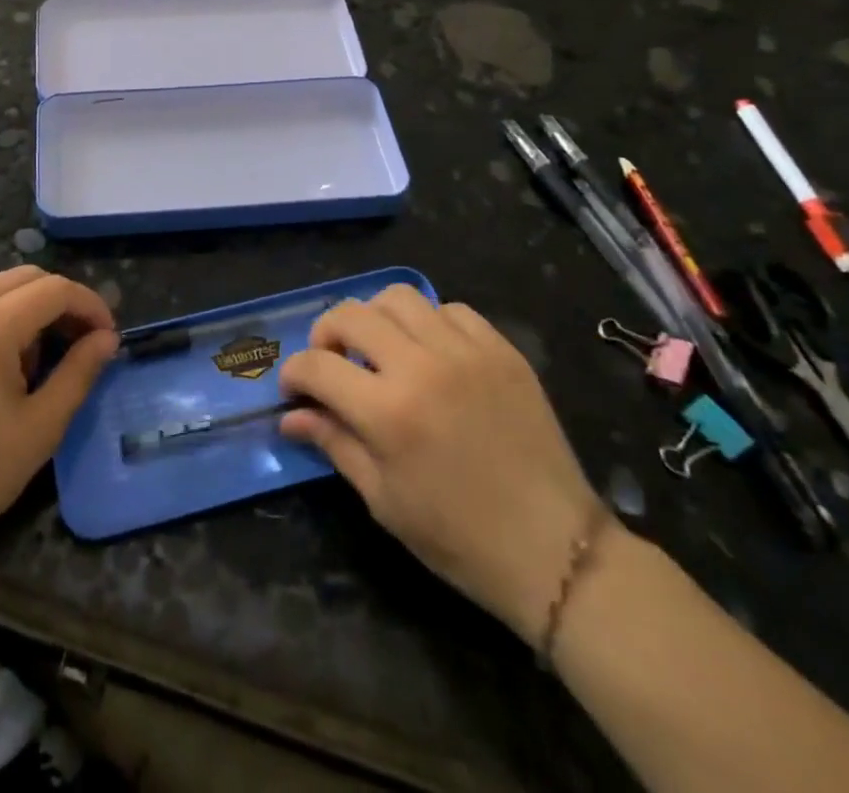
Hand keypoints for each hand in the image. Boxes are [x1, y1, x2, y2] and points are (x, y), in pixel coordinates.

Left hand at [0, 267, 117, 563]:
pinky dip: (4, 320)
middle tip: (84, 343)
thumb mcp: (41, 427)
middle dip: (63, 301)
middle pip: (26, 277)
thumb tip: (107, 339)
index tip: (109, 339)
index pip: (54, 289)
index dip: (90, 306)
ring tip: (45, 361)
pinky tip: (7, 367)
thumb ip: (79, 373)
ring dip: (33, 309)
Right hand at [278, 287, 605, 644]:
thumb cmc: (459, 538)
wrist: (557, 551)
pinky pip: (451, 309)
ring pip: (398, 297)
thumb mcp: (383, 500)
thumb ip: (334, 443)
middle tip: (331, 363)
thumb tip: (291, 417)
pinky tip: (430, 354)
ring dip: (374, 319)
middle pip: (351, 314)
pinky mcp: (502, 350)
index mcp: (388, 412)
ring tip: (379, 351)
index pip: (317, 366)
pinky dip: (428, 323)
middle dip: (326, 334)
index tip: (294, 390)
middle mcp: (422, 366)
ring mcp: (466, 351)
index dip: (294, 374)